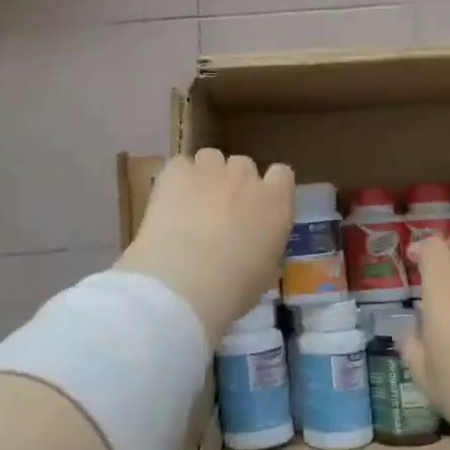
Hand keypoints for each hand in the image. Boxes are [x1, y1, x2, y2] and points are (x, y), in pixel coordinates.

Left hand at [116, 150, 294, 340]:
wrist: (182, 286)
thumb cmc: (230, 291)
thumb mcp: (264, 272)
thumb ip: (265, 242)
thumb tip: (254, 239)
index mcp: (276, 204)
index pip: (282, 174)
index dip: (268, 186)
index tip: (256, 206)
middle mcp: (247, 178)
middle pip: (243, 165)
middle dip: (234, 183)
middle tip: (219, 212)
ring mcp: (211, 170)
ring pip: (210, 158)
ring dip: (205, 176)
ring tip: (190, 204)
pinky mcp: (176, 171)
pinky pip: (179, 165)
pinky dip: (175, 180)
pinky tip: (168, 203)